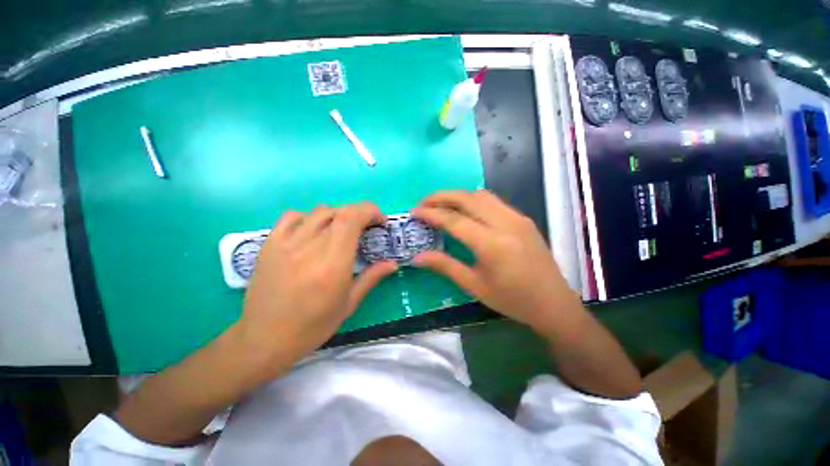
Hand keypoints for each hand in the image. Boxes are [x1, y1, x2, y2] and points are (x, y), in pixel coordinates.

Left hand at [238, 203, 397, 362]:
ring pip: (319, 211)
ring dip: (339, 215)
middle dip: (360, 213)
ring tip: (343, 230)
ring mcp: (286, 243)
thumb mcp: (349, 304)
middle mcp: (310, 247)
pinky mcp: (269, 244)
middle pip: (339, 211)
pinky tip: (314, 231)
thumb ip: (372, 277)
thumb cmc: (312, 326)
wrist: (264, 338)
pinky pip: (293, 216)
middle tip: (367, 226)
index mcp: (332, 264)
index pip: (352, 219)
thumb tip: (393, 263)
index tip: (380, 220)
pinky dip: (310, 217)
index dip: (369, 211)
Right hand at [412, 190, 580, 334]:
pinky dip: (473, 200)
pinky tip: (465, 210)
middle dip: (441, 197)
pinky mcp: (523, 218)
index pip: (453, 220)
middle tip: (424, 203)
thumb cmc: (512, 300)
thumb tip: (417, 257)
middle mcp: (505, 223)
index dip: (431, 214)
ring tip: (441, 204)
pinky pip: (493, 201)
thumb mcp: (474, 285)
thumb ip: (444, 266)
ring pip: (481, 195)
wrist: (553, 303)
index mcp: (491, 244)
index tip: (414, 212)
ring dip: (458, 195)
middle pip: (467, 198)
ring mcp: (517, 218)